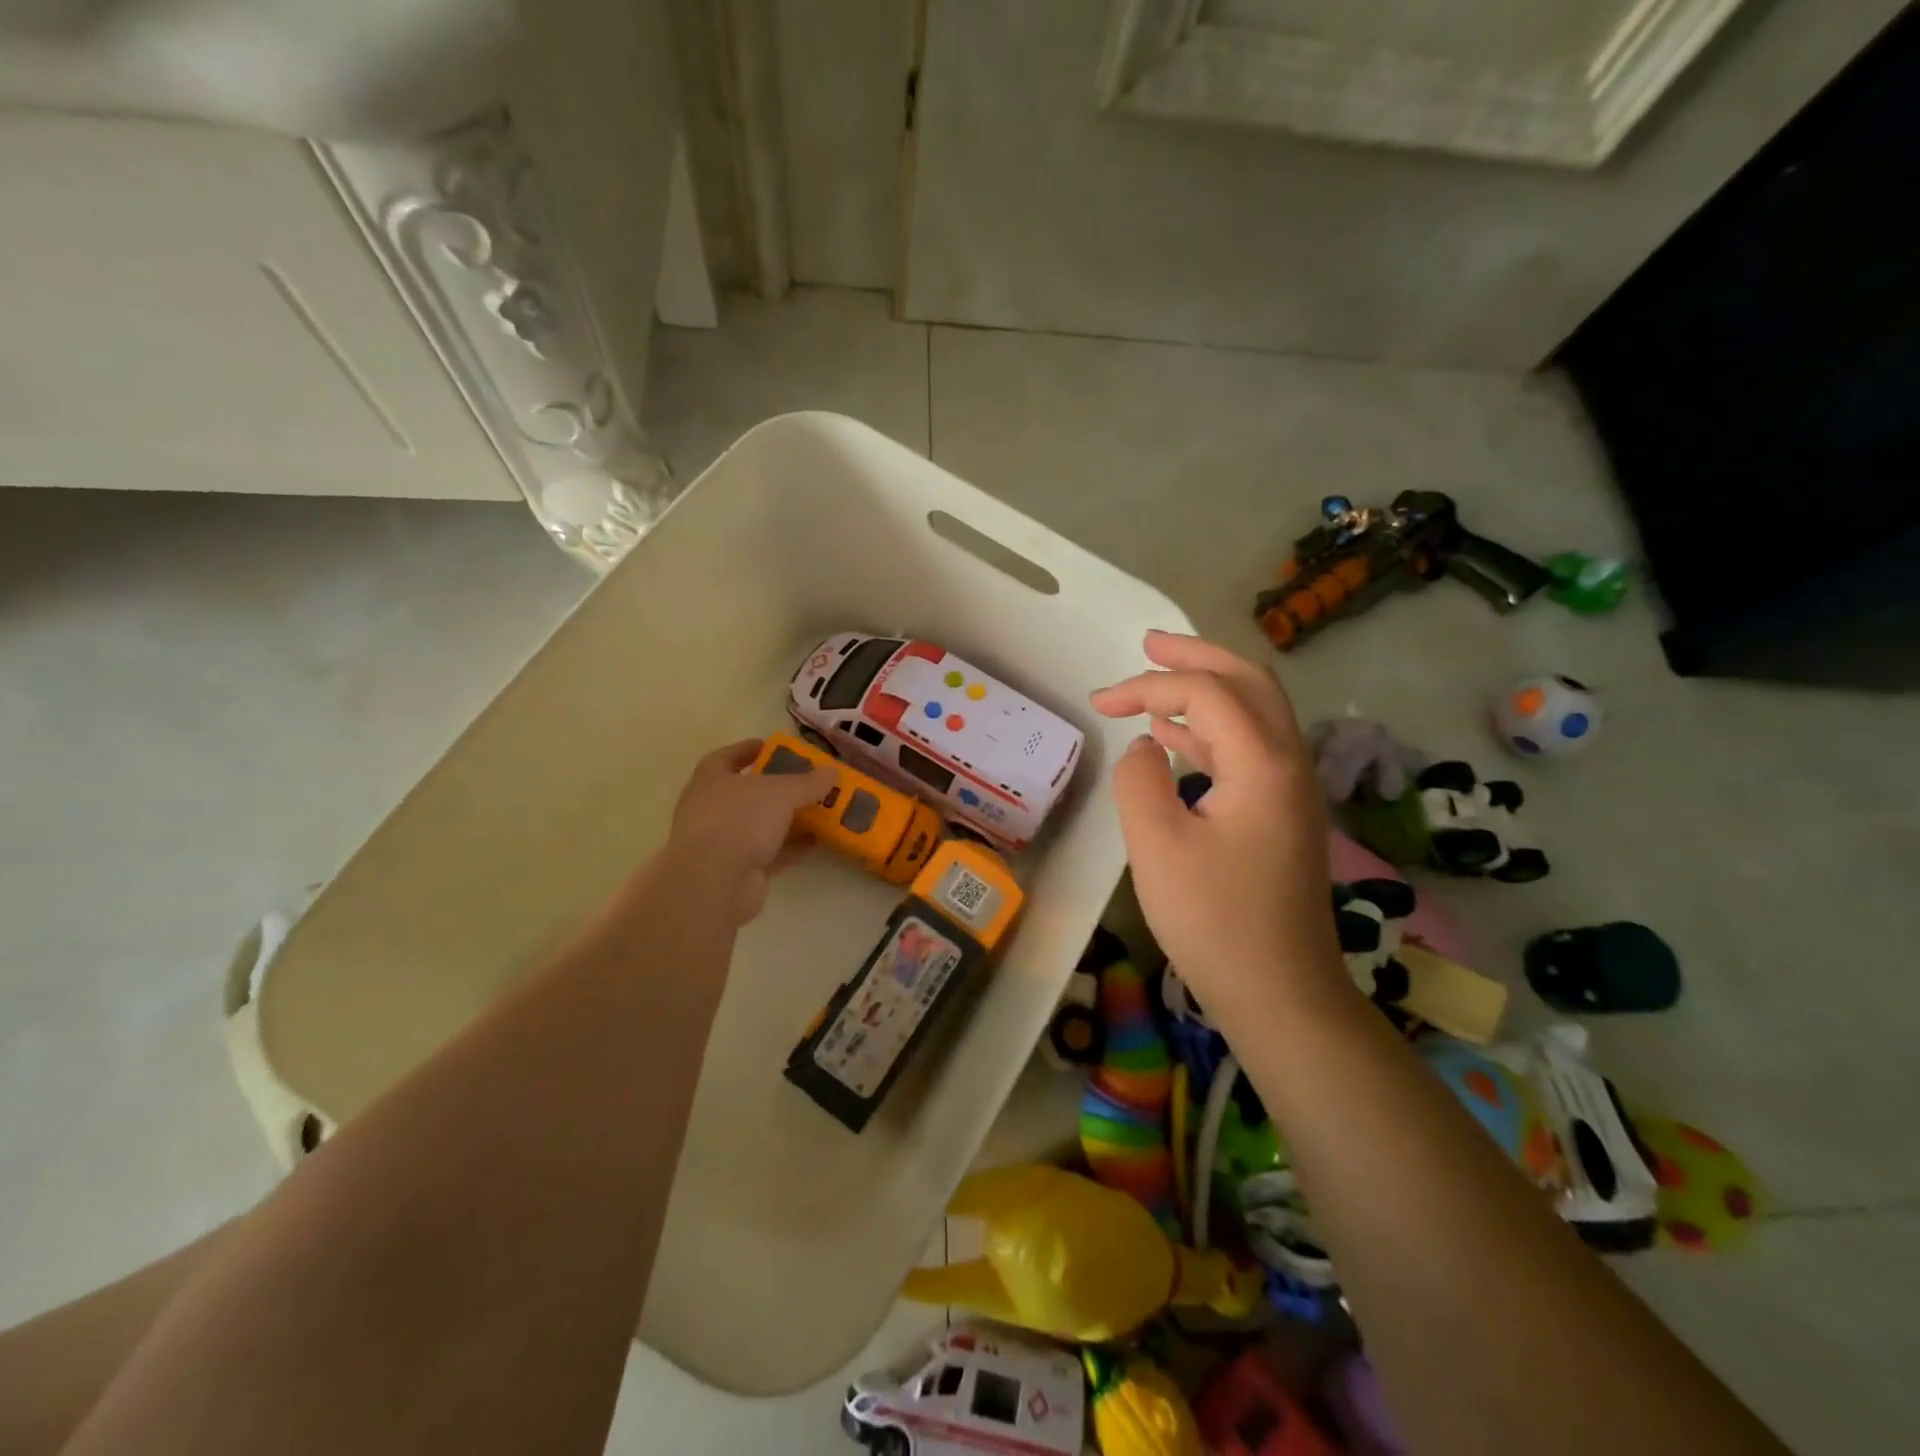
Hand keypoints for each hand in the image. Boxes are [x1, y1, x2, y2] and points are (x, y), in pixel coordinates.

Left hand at [656, 740, 835, 924]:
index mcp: (711, 780)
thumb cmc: (740, 820)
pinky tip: (817, 841)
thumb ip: (808, 781)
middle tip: (807, 780)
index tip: (773, 747)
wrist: (715, 882)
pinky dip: (791, 846)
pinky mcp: (739, 870)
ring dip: (788, 819)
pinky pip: (770, 852)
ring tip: (821, 810)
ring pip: (761, 824)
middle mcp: (712, 809)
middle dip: (777, 787)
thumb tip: (831, 771)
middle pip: (748, 792)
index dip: (748, 750)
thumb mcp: (781, 792)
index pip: (727, 757)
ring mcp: (724, 842)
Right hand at [1090, 632, 1346, 1016]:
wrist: (1280, 994)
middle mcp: (1289, 764)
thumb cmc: (1214, 921)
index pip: (1207, 694)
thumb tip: (1144, 748)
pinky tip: (1176, 740)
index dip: (1149, 686)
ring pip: (1254, 715)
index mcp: (1263, 764)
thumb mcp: (1156, 845)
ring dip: (1206, 690)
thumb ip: (1138, 780)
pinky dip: (1211, 731)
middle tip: (1148, 645)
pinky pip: (1249, 751)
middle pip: (1250, 684)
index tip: (1100, 704)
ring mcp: (1291, 791)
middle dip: (1196, 658)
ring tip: (1156, 681)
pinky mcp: (1282, 816)